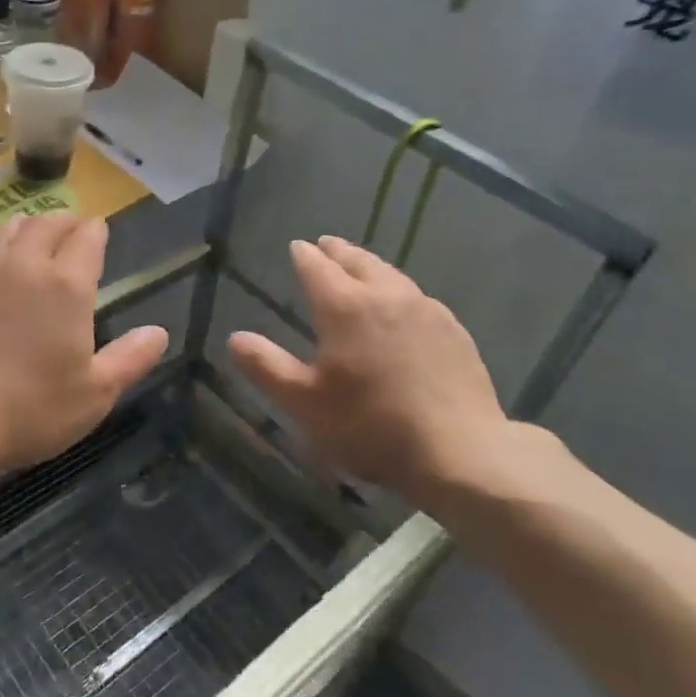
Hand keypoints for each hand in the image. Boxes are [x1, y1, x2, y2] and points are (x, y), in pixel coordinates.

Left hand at [0, 215, 168, 479]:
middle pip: (45, 224)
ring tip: (26, 238)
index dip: (96, 231)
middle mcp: (22, 264)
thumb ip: (130, 359)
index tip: (98, 231)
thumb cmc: (29, 411)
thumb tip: (159, 332)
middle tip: (68, 229)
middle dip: (62, 221)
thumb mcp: (94, 395)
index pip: (87, 238)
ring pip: (3, 231)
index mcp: (66, 285)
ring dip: (22, 230)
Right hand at [227, 236, 514, 509]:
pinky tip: (402, 307)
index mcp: (344, 307)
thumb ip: (266, 367)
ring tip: (361, 266)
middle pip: (357, 261)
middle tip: (327, 245)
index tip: (297, 247)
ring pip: (391, 274)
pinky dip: (398, 291)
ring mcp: (425, 310)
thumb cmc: (370, 426)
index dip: (303, 255)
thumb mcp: (304, 403)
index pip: (317, 267)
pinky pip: (417, 297)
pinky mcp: (453, 331)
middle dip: (338, 252)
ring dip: (370, 266)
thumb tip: (235, 338)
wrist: (459, 451)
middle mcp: (385, 296)